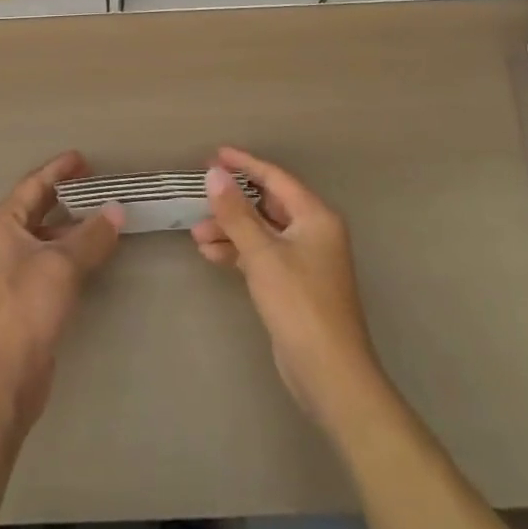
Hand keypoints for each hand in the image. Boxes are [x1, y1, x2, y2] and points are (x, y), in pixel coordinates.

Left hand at [0, 151, 124, 429]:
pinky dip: (70, 249)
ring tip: (104, 214)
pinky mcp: (24, 294)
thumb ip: (92, 235)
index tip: (83, 158)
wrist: (4, 376)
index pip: (32, 185)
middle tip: (96, 181)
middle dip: (65, 194)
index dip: (58, 170)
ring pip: (45, 235)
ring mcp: (10, 269)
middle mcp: (0, 242)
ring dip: (72, 224)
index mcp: (0, 225)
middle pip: (36, 207)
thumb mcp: (62, 266)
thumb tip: (118, 209)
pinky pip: (49, 258)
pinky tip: (94, 252)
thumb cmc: (26, 309)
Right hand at [192, 147, 388, 432]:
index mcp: (315, 217)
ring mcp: (306, 260)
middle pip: (267, 205)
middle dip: (232, 204)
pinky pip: (262, 254)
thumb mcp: (262, 254)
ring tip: (197, 236)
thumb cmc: (299, 304)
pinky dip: (238, 252)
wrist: (330, 374)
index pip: (276, 178)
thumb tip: (214, 174)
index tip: (215, 154)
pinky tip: (211, 255)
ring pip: (262, 232)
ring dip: (231, 231)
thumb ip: (236, 213)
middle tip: (200, 199)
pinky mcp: (295, 285)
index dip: (245, 164)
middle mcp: (314, 232)